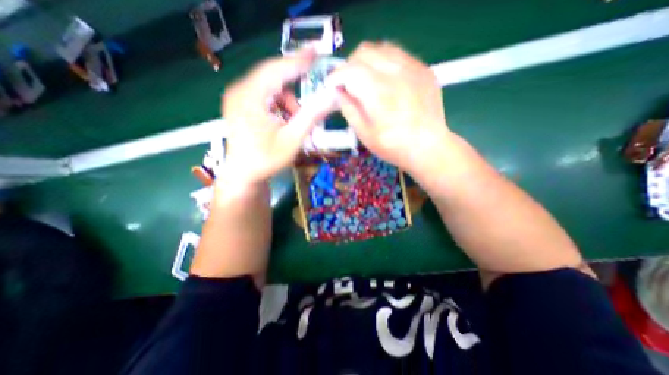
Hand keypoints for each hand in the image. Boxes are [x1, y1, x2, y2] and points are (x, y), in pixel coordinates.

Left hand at [222, 49, 337, 190]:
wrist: (243, 175)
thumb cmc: (266, 160)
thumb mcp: (292, 139)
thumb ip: (312, 116)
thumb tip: (333, 97)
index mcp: (249, 97)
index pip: (277, 70)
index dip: (299, 60)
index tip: (318, 51)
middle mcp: (240, 90)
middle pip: (273, 76)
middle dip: (295, 86)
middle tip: (311, 94)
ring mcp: (238, 96)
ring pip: (270, 86)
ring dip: (287, 100)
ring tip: (294, 121)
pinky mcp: (241, 103)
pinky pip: (265, 94)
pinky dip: (279, 104)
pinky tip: (283, 120)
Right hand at [329, 41, 448, 178]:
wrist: (428, 147)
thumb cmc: (393, 146)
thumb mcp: (364, 133)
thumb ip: (349, 109)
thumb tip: (339, 92)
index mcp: (378, 92)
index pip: (350, 70)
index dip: (336, 76)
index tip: (332, 86)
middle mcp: (396, 73)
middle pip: (365, 52)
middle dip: (350, 65)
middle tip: (348, 83)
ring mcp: (413, 68)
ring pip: (382, 48)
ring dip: (368, 61)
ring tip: (366, 80)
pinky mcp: (424, 70)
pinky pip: (399, 55)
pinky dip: (385, 63)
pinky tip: (386, 81)